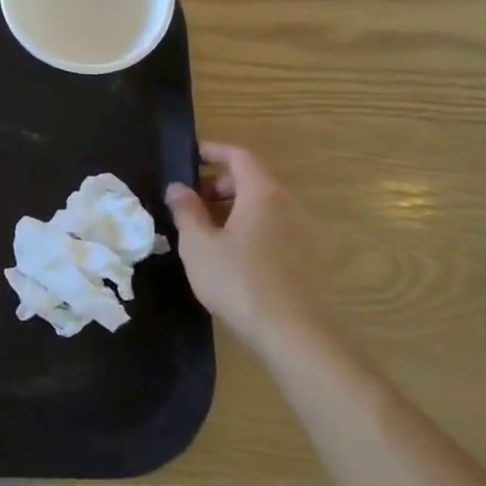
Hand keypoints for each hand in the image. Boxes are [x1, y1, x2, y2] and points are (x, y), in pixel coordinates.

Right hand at [165, 142, 322, 356]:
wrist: (292, 334)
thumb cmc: (238, 280)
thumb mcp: (198, 244)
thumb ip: (186, 210)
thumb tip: (177, 188)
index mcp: (263, 193)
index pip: (239, 156)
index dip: (212, 152)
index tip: (188, 157)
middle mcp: (289, 205)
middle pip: (253, 179)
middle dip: (219, 183)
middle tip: (190, 202)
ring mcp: (303, 232)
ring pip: (263, 205)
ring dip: (233, 207)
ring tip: (205, 230)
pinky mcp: (307, 257)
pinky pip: (274, 227)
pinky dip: (249, 226)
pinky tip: (229, 253)